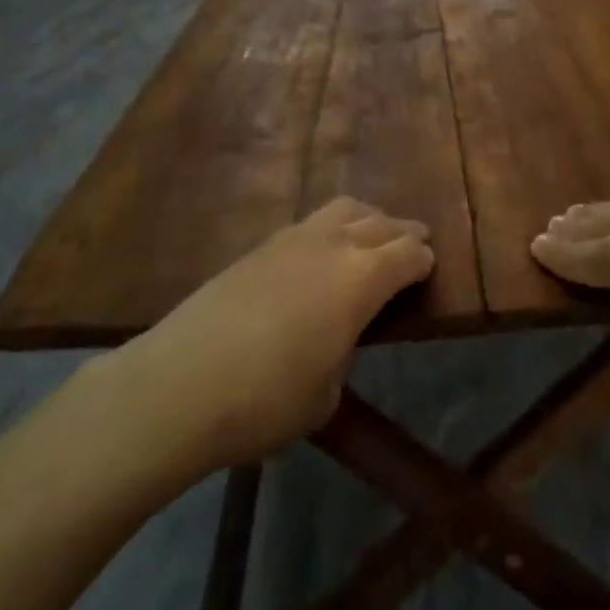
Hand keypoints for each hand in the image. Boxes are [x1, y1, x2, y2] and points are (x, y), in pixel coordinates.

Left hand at [116, 198, 433, 469]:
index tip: (429, 268)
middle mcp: (334, 245)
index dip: (423, 261)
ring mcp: (293, 238)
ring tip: (374, 233)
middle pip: (382, 223)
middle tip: (416, 241)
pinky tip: (324, 248)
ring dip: (368, 217)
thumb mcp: (325, 394)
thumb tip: (335, 337)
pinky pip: (311, 221)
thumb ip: (342, 353)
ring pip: (345, 208)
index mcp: (361, 278)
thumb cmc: (266, 400)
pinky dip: (332, 226)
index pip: (408, 254)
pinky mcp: (260, 245)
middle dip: (404, 232)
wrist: (180, 383)